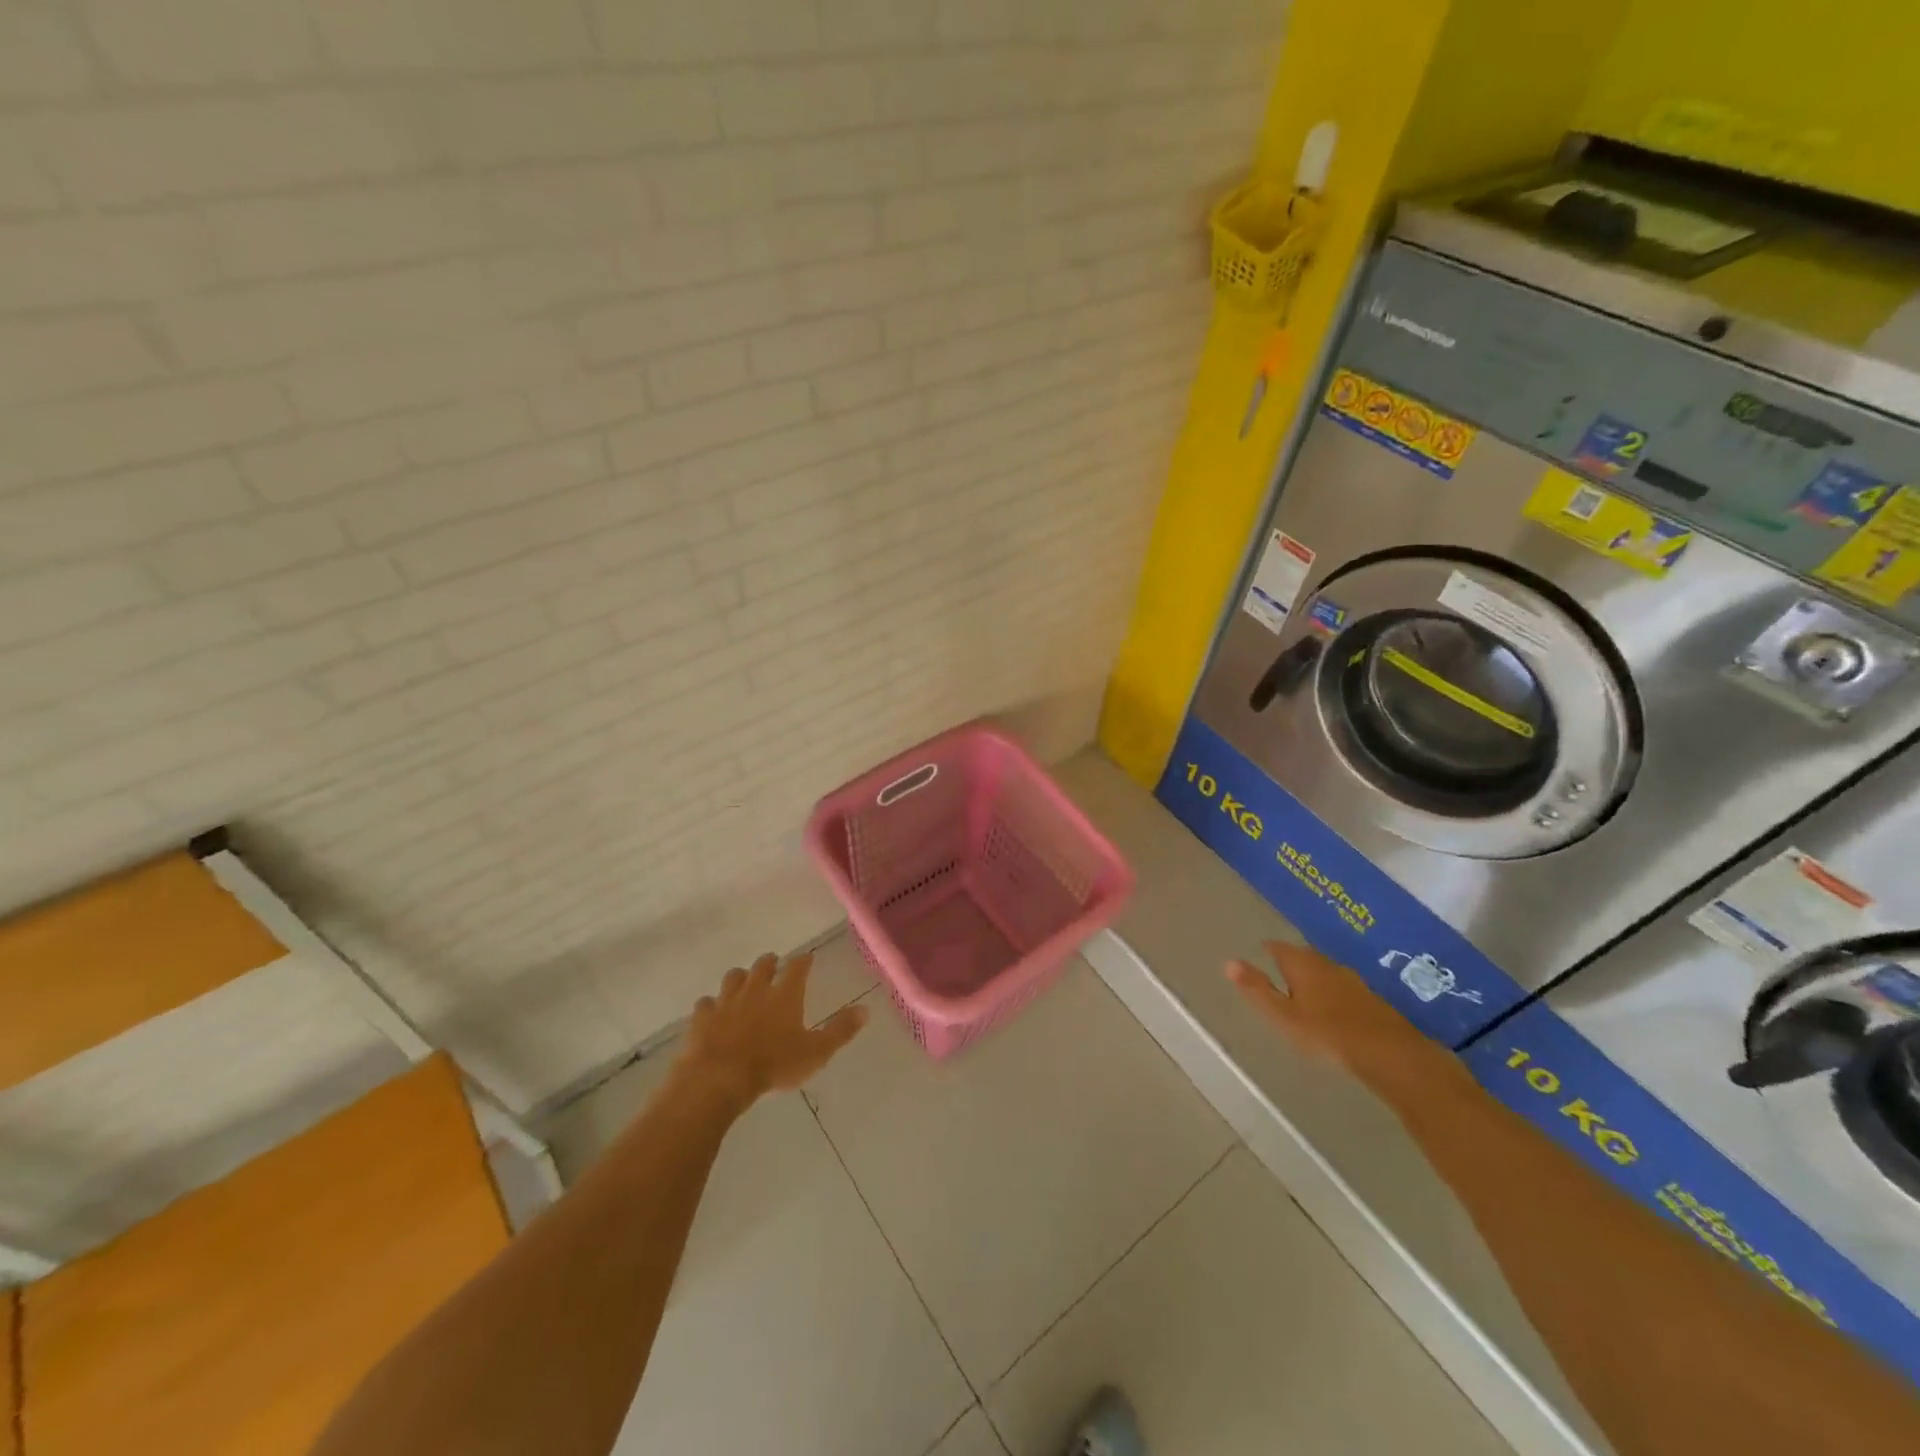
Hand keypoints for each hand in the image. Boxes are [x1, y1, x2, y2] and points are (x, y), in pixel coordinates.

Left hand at [677, 951, 867, 1108]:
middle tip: (773, 963)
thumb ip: (840, 1031)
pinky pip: (705, 1003)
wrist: (719, 1079)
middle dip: (769, 962)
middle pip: (762, 965)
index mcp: (785, 995)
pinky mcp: (702, 1018)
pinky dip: (710, 1004)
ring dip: (740, 977)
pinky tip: (711, 1011)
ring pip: (733, 978)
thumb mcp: (816, 1052)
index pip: (797, 968)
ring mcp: (725, 1001)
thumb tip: (866, 1009)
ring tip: (743, 982)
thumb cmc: (773, 1065)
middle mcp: (756, 990)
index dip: (803, 961)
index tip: (807, 958)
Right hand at [1226, 940, 1465, 1097]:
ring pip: (1325, 971)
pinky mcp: (1371, 999)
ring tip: (1303, 992)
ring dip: (1314, 978)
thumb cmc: (1326, 1034)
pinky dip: (1333, 993)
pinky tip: (1333, 1010)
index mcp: (1302, 964)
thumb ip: (1257, 989)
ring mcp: (1353, 980)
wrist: (1390, 1054)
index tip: (1260, 954)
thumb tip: (1229, 962)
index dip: (1268, 950)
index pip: (1278, 947)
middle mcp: (1327, 964)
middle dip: (1291, 962)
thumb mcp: (1282, 1015)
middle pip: (1303, 956)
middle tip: (1278, 972)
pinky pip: (1343, 988)